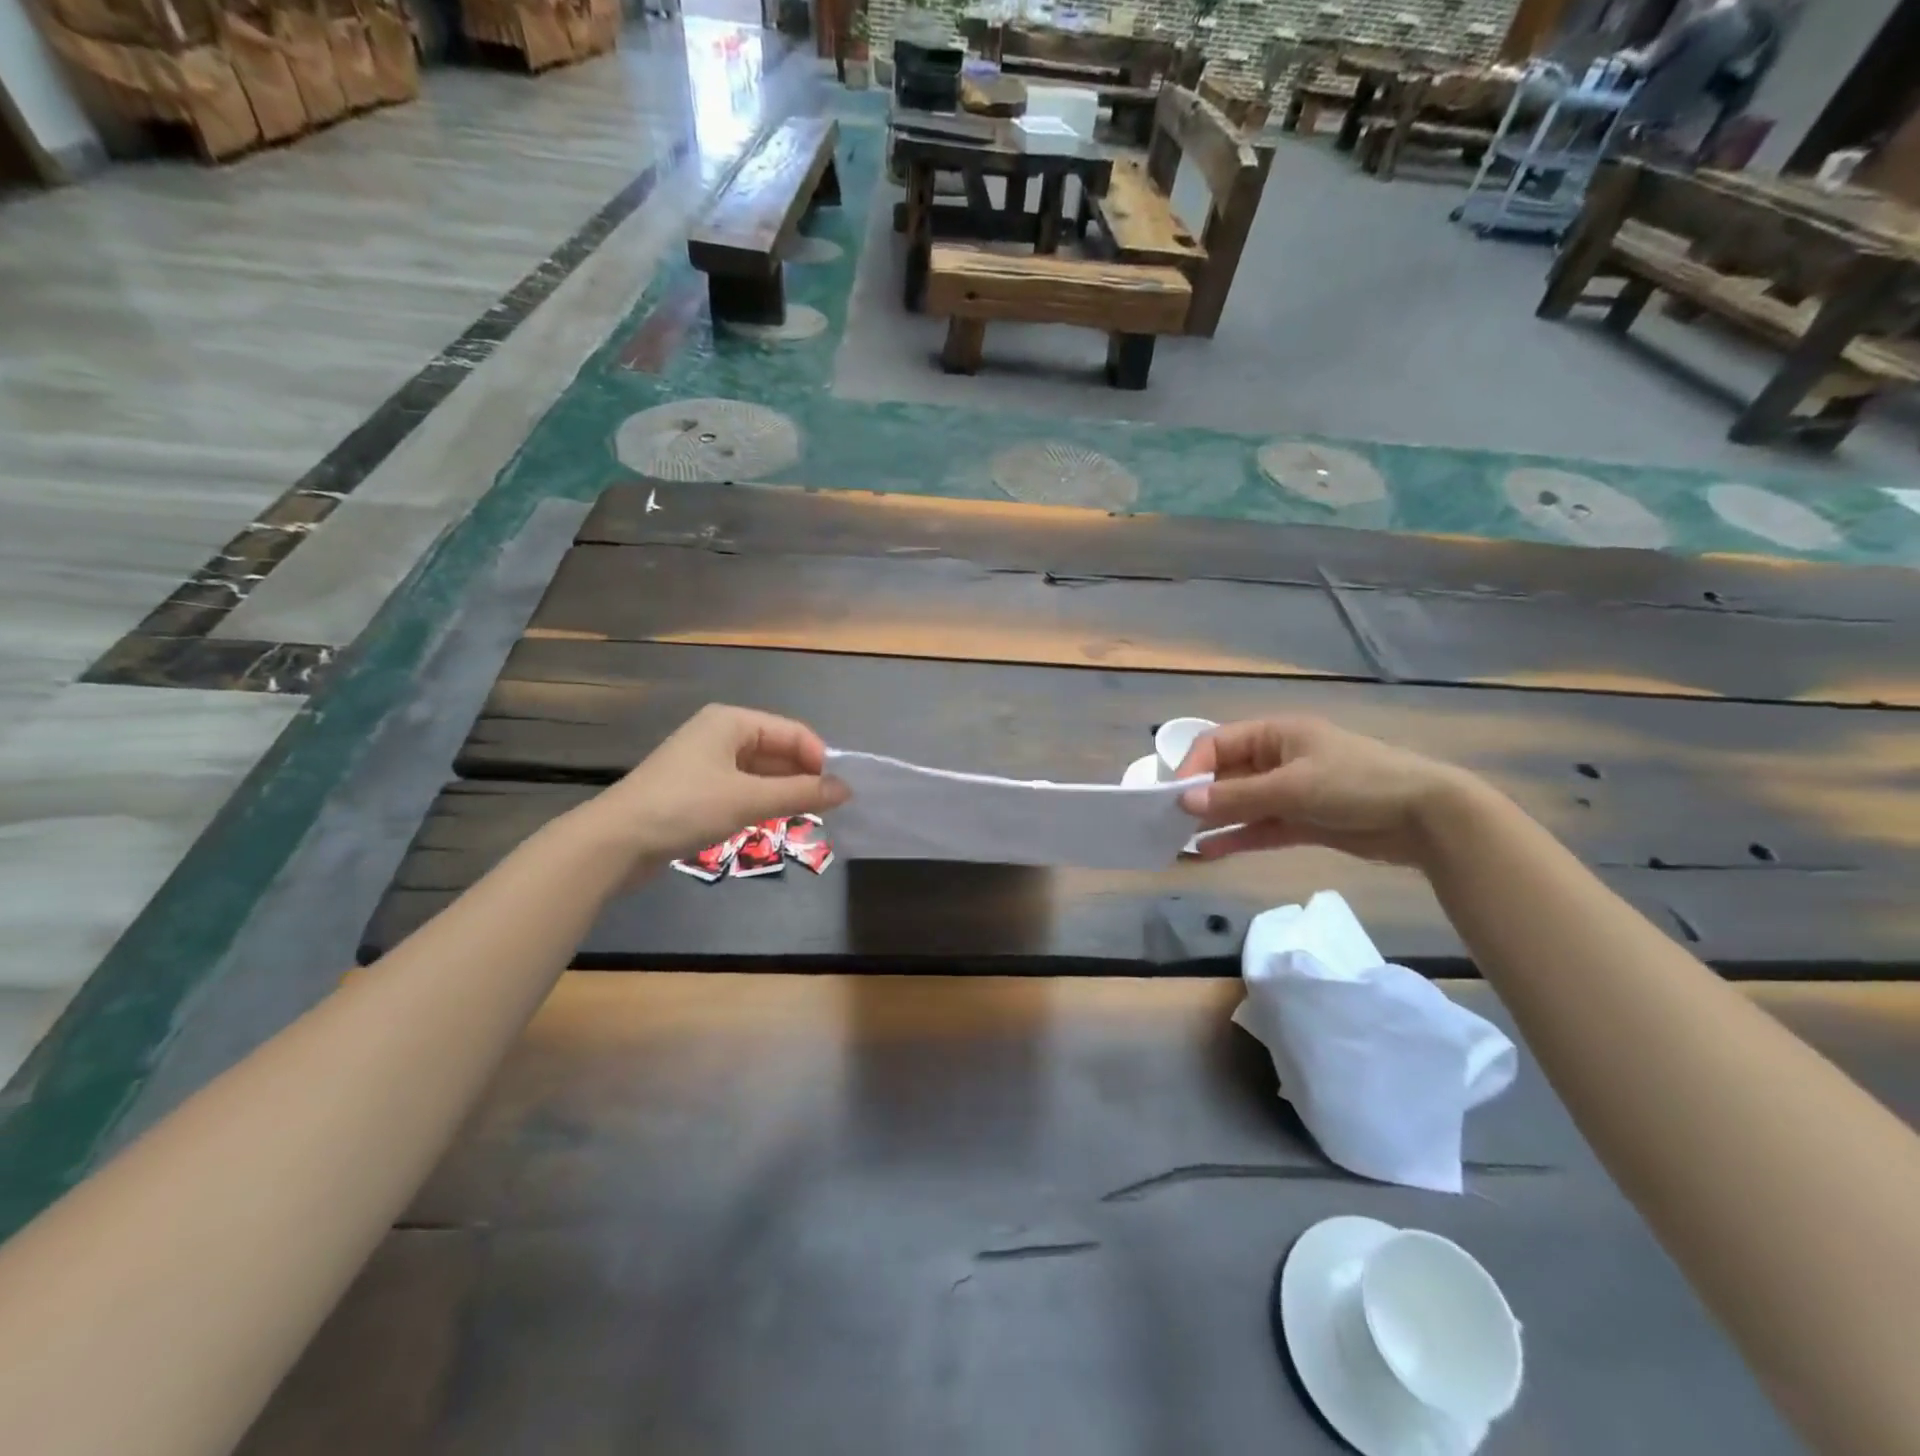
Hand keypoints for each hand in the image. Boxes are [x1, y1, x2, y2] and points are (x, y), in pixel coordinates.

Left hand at [575, 705, 848, 867]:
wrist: (614, 842)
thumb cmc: (685, 808)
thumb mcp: (748, 799)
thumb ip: (801, 794)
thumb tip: (847, 790)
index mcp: (731, 721)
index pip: (792, 732)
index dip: (819, 759)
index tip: (838, 793)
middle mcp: (720, 734)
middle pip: (777, 750)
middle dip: (803, 777)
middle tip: (827, 811)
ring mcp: (705, 762)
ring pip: (760, 772)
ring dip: (783, 792)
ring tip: (806, 819)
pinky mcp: (696, 788)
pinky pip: (742, 788)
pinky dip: (761, 802)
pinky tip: (773, 822)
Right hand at [1175, 715, 1476, 866]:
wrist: (1427, 817)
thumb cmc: (1356, 784)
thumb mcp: (1293, 787)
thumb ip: (1237, 797)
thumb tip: (1184, 801)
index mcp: (1277, 734)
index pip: (1218, 743)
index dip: (1193, 767)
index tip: (1174, 796)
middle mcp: (1279, 759)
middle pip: (1227, 775)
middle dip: (1199, 797)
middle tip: (1169, 822)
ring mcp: (1291, 792)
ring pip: (1241, 805)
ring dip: (1214, 820)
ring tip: (1180, 840)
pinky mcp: (1303, 822)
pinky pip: (1260, 827)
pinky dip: (1237, 838)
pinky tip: (1209, 852)